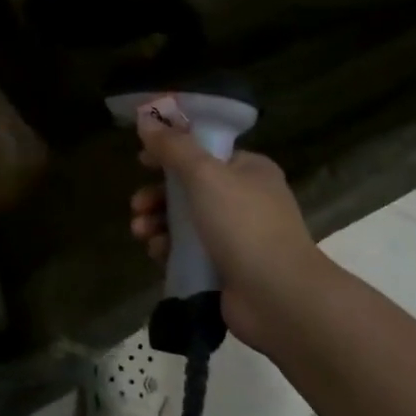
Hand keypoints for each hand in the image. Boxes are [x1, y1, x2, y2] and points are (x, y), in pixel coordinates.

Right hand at [129, 109, 323, 353]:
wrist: (279, 297)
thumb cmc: (244, 225)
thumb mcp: (205, 175)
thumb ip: (173, 147)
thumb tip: (146, 119)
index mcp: (248, 169)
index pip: (203, 150)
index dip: (170, 152)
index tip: (141, 160)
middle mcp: (245, 198)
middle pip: (189, 187)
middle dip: (157, 195)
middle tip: (136, 205)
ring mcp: (236, 235)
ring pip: (185, 220)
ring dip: (157, 222)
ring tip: (141, 232)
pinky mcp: (225, 267)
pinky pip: (188, 250)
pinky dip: (169, 248)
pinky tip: (156, 253)